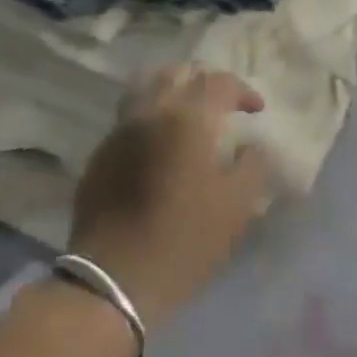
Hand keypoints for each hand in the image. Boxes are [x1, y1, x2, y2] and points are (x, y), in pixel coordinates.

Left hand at [67, 67, 270, 328]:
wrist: (111, 283)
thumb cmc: (183, 242)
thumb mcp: (235, 207)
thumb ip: (252, 167)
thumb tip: (253, 147)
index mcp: (187, 118)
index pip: (219, 83)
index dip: (243, 91)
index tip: (257, 111)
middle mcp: (151, 111)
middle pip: (179, 74)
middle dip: (205, 82)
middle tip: (222, 105)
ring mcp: (120, 131)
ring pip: (147, 88)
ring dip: (172, 91)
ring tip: (187, 115)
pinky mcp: (100, 155)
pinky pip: (129, 118)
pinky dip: (149, 117)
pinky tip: (159, 145)